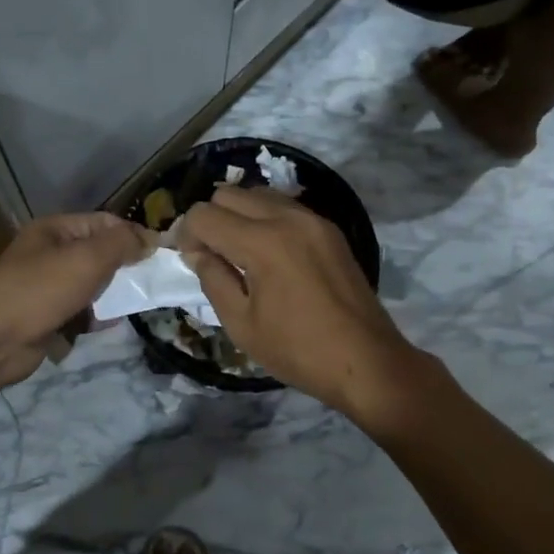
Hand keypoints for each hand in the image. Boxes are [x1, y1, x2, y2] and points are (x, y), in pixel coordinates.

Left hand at [0, 212, 151, 389]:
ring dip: (115, 293)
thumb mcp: (86, 258)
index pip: (105, 223)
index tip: (161, 254)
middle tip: (155, 281)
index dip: (133, 235)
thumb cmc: (40, 290)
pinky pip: (84, 312)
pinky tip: (115, 321)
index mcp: (56, 230)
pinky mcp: (50, 317)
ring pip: (94, 285)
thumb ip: (121, 244)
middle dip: (127, 266)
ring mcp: (49, 287)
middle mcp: (52, 254)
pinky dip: (99, 316)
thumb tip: (149, 240)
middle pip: (100, 254)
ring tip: (141, 301)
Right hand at [181, 187, 424, 418]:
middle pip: (229, 193)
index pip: (205, 215)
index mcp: (263, 242)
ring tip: (239, 253)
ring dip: (239, 215)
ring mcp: (314, 220)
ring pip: (259, 194)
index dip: (187, 235)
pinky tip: (268, 254)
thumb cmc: (298, 350)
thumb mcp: (241, 324)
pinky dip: (265, 219)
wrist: (366, 360)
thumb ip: (213, 280)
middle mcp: (288, 218)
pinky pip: (285, 207)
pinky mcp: (330, 229)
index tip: (190, 261)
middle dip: (211, 219)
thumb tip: (197, 253)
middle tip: (211, 255)